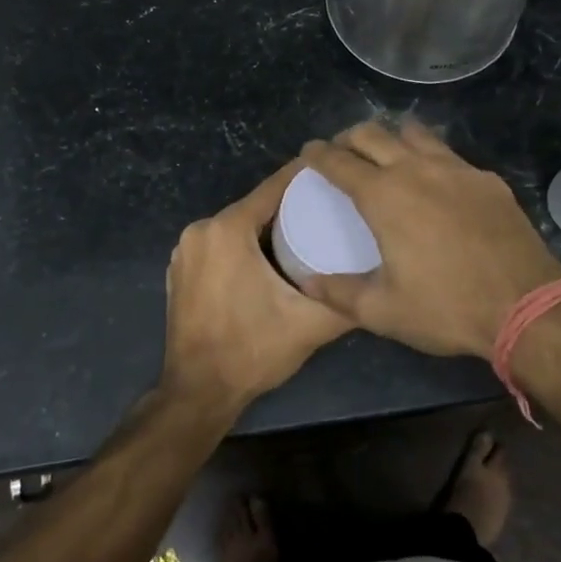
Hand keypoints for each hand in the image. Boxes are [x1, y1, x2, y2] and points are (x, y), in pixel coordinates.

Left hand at [161, 160, 353, 414]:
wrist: (198, 391)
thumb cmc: (252, 350)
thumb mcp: (309, 324)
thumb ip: (347, 300)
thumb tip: (381, 283)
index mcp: (227, 230)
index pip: (274, 187)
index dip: (305, 176)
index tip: (334, 169)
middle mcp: (201, 230)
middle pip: (254, 206)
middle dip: (289, 206)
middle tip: (328, 209)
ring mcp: (185, 250)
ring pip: (236, 226)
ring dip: (266, 227)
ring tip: (306, 232)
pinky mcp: (180, 270)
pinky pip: (219, 245)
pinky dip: (242, 246)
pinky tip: (269, 259)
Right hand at [299, 120, 560, 359]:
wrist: (526, 306)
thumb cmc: (446, 308)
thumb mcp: (382, 311)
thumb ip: (338, 293)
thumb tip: (308, 283)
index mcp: (383, 196)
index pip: (339, 161)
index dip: (318, 154)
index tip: (309, 153)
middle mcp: (416, 170)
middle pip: (373, 134)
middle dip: (350, 138)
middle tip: (342, 153)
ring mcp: (457, 170)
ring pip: (415, 134)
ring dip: (392, 139)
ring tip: (387, 157)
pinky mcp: (487, 179)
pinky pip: (450, 155)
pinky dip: (430, 158)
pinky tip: (436, 183)